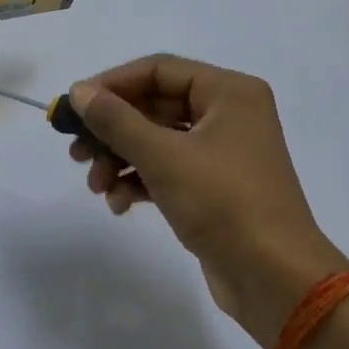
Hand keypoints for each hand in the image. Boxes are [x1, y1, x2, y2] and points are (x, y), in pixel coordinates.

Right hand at [67, 56, 348, 348]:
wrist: (275, 279)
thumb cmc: (224, 204)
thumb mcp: (164, 157)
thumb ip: (116, 121)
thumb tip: (79, 92)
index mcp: (229, 92)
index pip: (158, 70)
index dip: (112, 84)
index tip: (73, 107)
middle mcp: (228, 114)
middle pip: (154, 106)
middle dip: (112, 131)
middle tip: (76, 152)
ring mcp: (222, 153)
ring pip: (157, 141)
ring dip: (120, 160)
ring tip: (96, 186)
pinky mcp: (214, 188)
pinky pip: (167, 170)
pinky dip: (140, 182)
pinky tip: (118, 204)